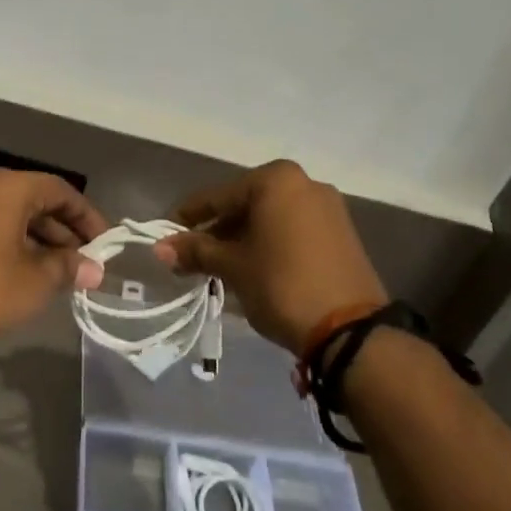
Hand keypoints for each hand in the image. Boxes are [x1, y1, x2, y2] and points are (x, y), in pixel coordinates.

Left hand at [0, 169, 108, 351]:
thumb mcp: (37, 280)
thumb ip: (69, 267)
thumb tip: (94, 268)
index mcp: (8, 187)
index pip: (60, 190)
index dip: (87, 217)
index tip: (105, 244)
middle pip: (36, 199)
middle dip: (64, 231)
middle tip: (85, 262)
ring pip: (14, 214)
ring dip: (41, 239)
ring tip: (62, 272)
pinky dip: (16, 242)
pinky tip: (31, 271)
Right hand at [153, 161, 387, 356]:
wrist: (350, 331)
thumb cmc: (282, 285)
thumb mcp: (233, 267)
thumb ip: (197, 251)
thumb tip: (160, 247)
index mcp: (276, 179)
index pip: (219, 196)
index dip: (189, 216)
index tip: (167, 234)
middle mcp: (304, 183)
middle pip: (246, 203)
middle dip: (218, 230)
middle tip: (191, 255)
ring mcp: (327, 208)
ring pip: (270, 218)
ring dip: (242, 238)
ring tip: (219, 266)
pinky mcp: (341, 233)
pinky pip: (293, 229)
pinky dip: (269, 243)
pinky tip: (253, 267)